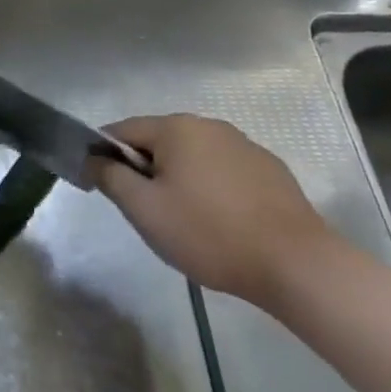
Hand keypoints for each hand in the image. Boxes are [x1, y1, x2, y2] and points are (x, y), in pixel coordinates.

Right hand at [94, 113, 333, 303]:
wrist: (298, 266)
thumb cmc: (209, 233)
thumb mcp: (144, 209)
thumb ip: (110, 177)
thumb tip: (92, 158)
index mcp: (176, 127)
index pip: (122, 130)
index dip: (105, 156)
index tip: (104, 188)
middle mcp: (209, 125)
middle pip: (158, 142)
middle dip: (145, 170)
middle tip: (146, 211)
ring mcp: (244, 146)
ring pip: (192, 157)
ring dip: (179, 179)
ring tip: (185, 221)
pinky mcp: (270, 171)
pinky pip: (223, 171)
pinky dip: (211, 189)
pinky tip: (220, 222)